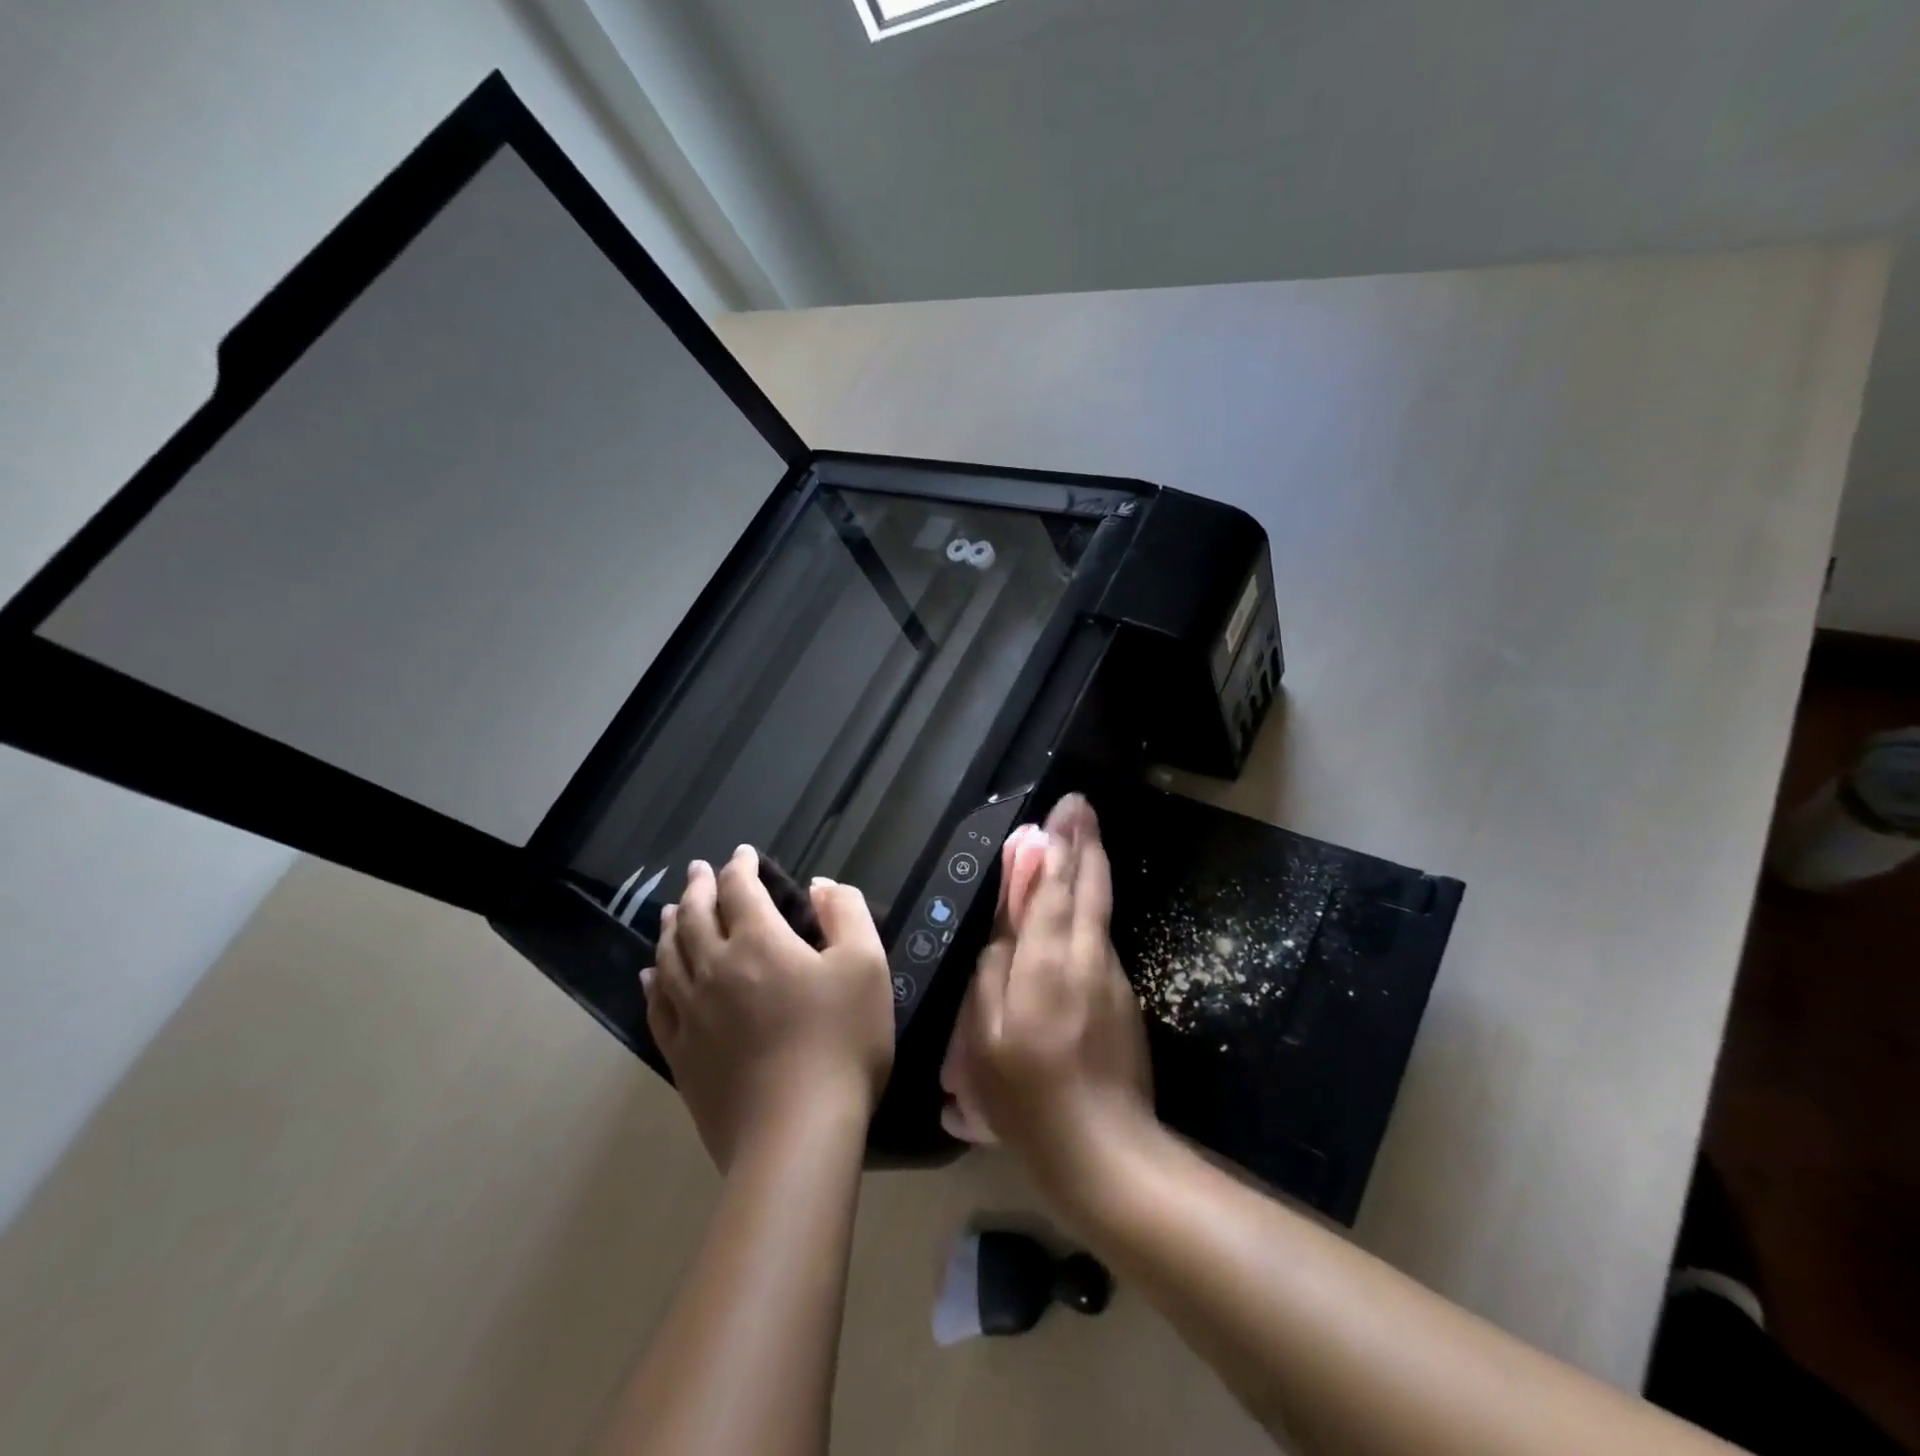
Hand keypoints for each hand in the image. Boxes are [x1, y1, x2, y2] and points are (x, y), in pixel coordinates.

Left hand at [644, 846, 893, 1170]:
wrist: (796, 1134)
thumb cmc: (840, 1041)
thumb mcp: (866, 965)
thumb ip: (847, 913)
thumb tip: (820, 886)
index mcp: (759, 942)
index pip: (740, 890)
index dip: (740, 866)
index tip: (743, 854)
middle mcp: (715, 968)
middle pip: (694, 916)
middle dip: (698, 887)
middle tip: (698, 870)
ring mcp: (691, 1013)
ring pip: (668, 956)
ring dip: (669, 926)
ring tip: (669, 910)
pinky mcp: (682, 1055)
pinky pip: (657, 1006)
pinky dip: (653, 981)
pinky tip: (650, 975)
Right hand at [959, 794, 1153, 1204]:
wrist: (1106, 1154)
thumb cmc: (1029, 1098)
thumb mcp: (987, 1038)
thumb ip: (993, 969)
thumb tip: (1006, 922)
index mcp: (1049, 964)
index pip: (1055, 889)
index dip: (1057, 847)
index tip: (1064, 809)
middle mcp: (1087, 959)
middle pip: (1089, 888)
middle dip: (1084, 843)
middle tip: (1081, 806)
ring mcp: (1112, 979)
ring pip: (1100, 911)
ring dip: (1090, 870)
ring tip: (1080, 837)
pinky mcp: (1124, 1000)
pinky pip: (1101, 940)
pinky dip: (1091, 910)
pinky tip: (1082, 904)